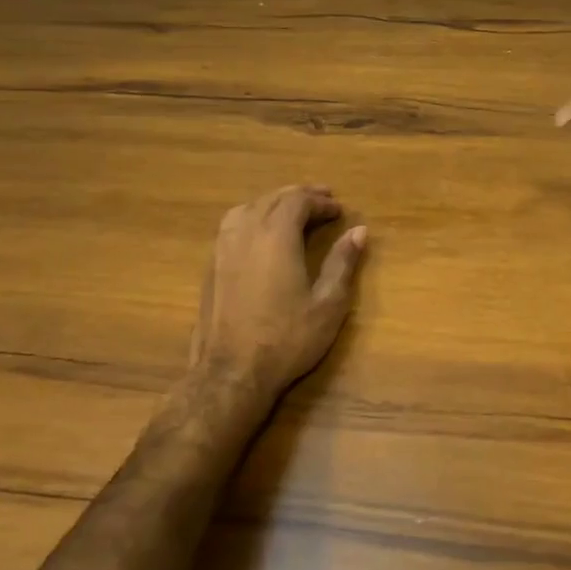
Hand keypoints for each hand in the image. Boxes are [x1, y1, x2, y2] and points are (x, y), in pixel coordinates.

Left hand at [184, 185, 367, 439]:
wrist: (231, 374)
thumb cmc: (286, 339)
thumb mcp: (328, 304)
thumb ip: (343, 262)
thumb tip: (359, 231)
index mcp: (275, 237)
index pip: (298, 201)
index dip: (320, 201)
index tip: (339, 210)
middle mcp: (245, 233)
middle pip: (272, 199)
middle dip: (299, 195)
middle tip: (322, 199)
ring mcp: (222, 249)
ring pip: (247, 207)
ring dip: (272, 203)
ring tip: (291, 210)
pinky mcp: (210, 267)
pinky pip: (232, 225)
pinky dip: (252, 216)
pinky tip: (261, 233)